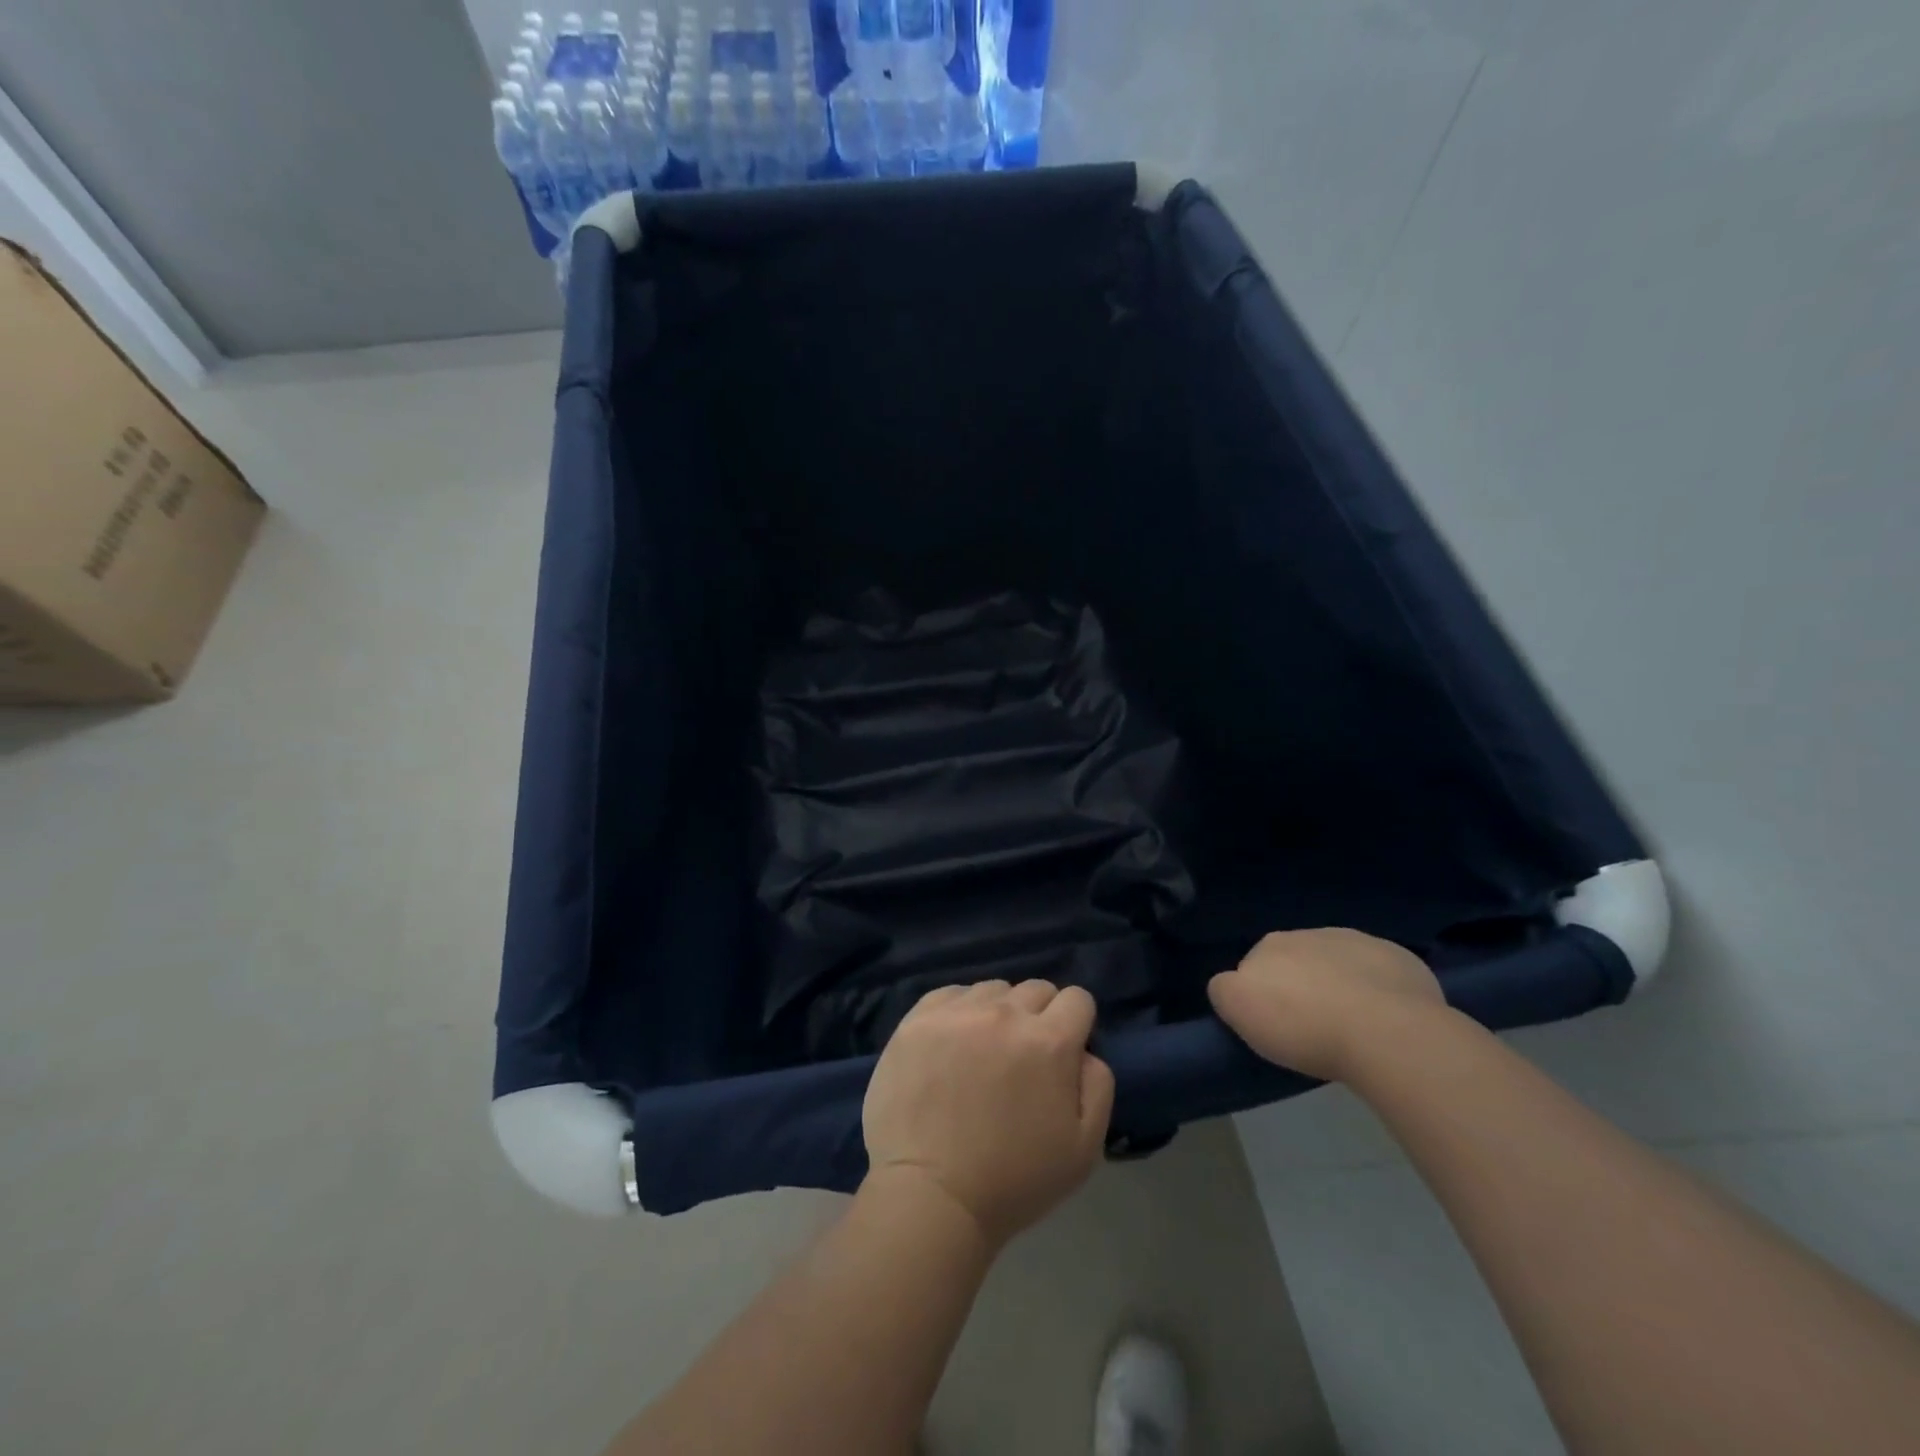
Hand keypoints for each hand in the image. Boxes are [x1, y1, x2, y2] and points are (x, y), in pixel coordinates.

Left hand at [862, 979, 1115, 1248]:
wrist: (931, 1196)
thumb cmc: (1014, 1180)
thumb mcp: (1084, 1147)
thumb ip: (1097, 1083)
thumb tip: (1083, 1049)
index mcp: (1049, 1041)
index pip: (1076, 999)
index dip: (1075, 1024)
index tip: (1062, 1052)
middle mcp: (1005, 1013)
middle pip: (1035, 989)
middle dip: (1038, 1017)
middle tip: (1022, 1058)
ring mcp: (957, 1012)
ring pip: (992, 990)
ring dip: (997, 1012)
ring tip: (982, 1051)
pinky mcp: (917, 1019)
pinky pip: (949, 994)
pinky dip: (958, 1011)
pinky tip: (950, 1044)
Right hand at [1208, 928, 1446, 1081]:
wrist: (1385, 1033)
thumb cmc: (1303, 1025)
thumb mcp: (1239, 1010)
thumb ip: (1225, 990)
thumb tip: (1233, 985)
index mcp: (1270, 943)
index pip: (1256, 965)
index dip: (1264, 995)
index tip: (1277, 1025)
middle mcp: (1312, 933)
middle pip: (1300, 961)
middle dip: (1303, 985)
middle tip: (1313, 1027)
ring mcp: (1359, 942)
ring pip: (1341, 963)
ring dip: (1341, 984)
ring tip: (1353, 1025)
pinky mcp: (1401, 959)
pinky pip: (1382, 973)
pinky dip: (1380, 989)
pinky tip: (1386, 1018)